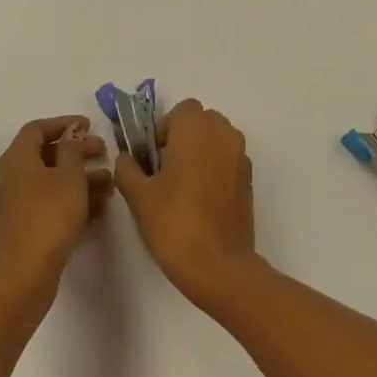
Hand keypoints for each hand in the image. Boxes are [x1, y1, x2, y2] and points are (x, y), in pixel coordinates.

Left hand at [0, 116, 110, 299]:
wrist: (22, 275)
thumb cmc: (49, 217)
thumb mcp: (69, 177)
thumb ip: (72, 150)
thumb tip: (70, 134)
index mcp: (15, 159)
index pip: (36, 129)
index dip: (63, 123)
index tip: (89, 126)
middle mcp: (5, 178)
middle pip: (41, 156)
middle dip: (74, 152)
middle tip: (103, 153)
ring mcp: (7, 207)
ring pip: (45, 183)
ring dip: (75, 179)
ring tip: (107, 183)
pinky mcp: (14, 230)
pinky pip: (42, 205)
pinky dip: (65, 200)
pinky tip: (93, 208)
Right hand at [114, 99, 261, 311]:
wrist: (218, 265)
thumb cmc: (174, 224)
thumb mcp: (138, 196)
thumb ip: (128, 168)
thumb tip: (126, 157)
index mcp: (196, 130)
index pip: (182, 110)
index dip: (165, 128)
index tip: (153, 157)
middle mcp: (223, 135)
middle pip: (202, 120)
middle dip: (184, 136)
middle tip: (165, 169)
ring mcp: (241, 157)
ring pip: (218, 138)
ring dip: (201, 150)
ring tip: (183, 185)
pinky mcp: (249, 180)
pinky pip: (229, 159)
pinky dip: (215, 167)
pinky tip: (201, 199)